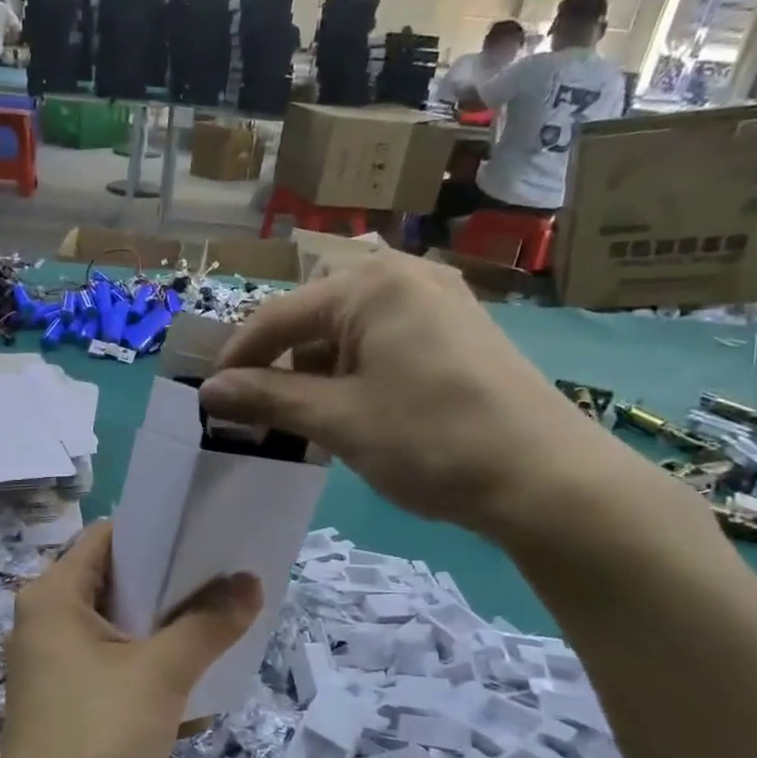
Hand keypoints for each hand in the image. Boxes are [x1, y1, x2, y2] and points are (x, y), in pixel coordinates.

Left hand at [0, 523, 260, 757]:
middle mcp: (44, 622)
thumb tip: (250, 581)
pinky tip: (190, 681)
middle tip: (222, 583)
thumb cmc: (98, 737)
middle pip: (113, 582)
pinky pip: (111, 666)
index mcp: (52, 597)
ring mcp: (51, 665)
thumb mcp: (162, 673)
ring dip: (162, 629)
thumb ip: (208, 623)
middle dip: (167, 585)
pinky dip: (145, 667)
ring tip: (217, 625)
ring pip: (115, 628)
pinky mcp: (64, 702)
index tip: (204, 540)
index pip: (106, 539)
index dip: (155, 534)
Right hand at [197, 252, 631, 542]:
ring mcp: (438, 303)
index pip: (279, 314)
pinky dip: (354, 373)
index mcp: (371, 285)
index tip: (209, 397)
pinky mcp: (457, 333)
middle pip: (314, 317)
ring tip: (300, 418)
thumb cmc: (431, 440)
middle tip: (255, 411)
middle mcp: (405, 277)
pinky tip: (350, 411)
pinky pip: (384, 343)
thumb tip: (208, 390)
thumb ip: (267, 398)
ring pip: (349, 332)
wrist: (548, 480)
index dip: (238, 357)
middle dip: (279, 364)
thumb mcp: (338, 420)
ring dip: (316, 371)